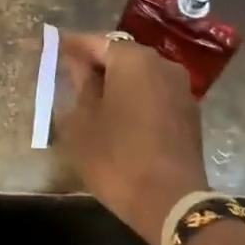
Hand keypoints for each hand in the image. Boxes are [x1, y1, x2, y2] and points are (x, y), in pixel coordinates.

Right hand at [55, 33, 207, 244]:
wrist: (172, 203)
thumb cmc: (117, 157)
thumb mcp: (83, 122)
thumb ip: (80, 85)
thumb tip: (79, 65)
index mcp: (132, 60)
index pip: (96, 42)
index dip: (73, 46)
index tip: (55, 47)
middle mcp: (161, 64)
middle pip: (122, 55)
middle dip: (97, 63)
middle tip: (72, 74)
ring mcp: (180, 88)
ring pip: (141, 74)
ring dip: (118, 81)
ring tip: (93, 97)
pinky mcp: (189, 112)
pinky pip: (155, 93)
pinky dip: (136, 97)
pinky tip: (120, 114)